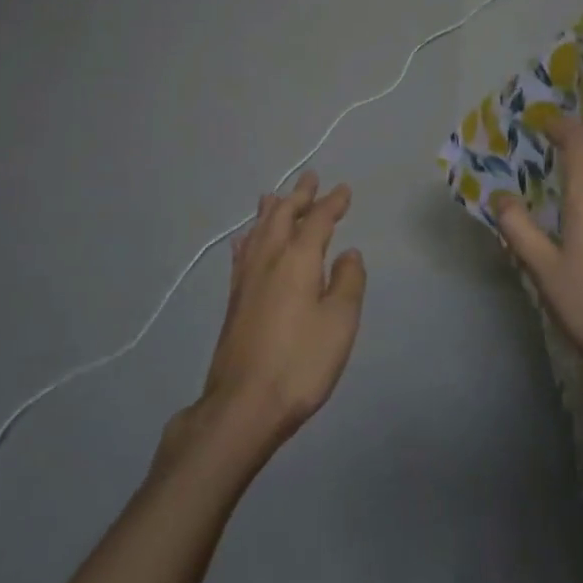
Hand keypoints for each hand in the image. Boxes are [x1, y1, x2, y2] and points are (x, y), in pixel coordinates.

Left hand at [188, 173, 365, 452]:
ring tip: (276, 195)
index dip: (332, 203)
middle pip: (284, 216)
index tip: (343, 189)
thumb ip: (348, 282)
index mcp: (299, 259)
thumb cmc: (301, 362)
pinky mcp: (234, 299)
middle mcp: (269, 258)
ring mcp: (246, 278)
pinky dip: (250, 236)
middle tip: (310, 177)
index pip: (318, 220)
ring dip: (272, 209)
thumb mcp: (340, 322)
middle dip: (299, 195)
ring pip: (259, 230)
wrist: (244, 404)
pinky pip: (243, 251)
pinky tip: (247, 238)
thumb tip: (349, 253)